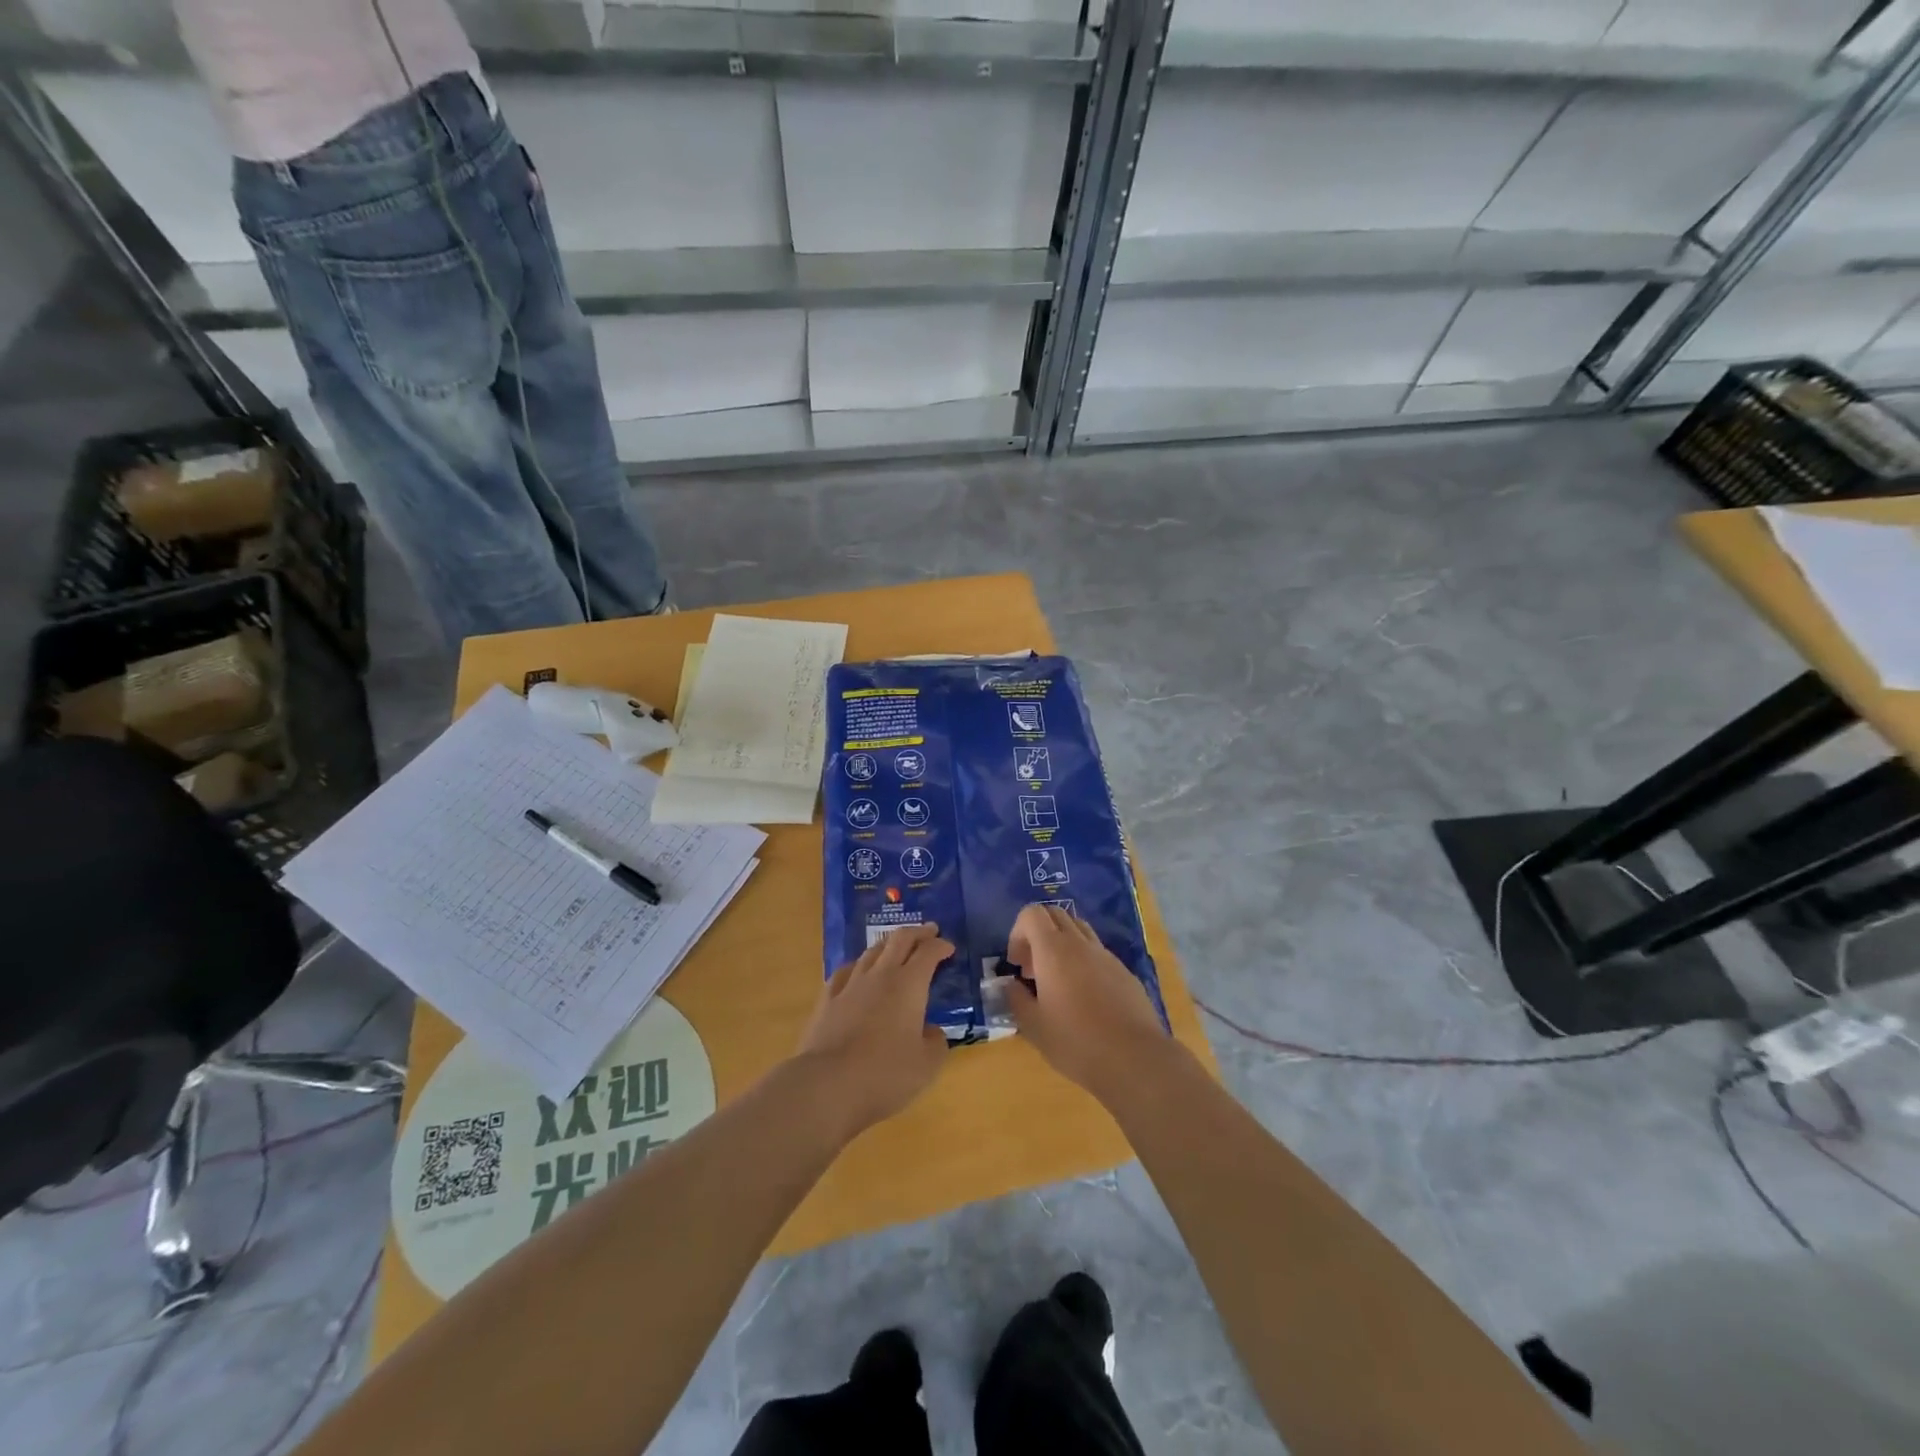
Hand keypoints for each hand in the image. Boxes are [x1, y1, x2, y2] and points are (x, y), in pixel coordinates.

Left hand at [797, 922, 953, 1137]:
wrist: (827, 1084)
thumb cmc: (885, 1074)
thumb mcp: (927, 1065)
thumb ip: (936, 1043)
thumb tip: (931, 1031)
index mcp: (909, 985)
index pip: (928, 953)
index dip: (940, 946)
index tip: (949, 947)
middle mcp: (881, 975)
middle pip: (899, 939)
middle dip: (917, 932)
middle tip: (929, 931)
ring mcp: (850, 984)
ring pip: (872, 951)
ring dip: (889, 944)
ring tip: (896, 947)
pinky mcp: (827, 999)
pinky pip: (846, 971)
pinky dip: (859, 965)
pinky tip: (858, 971)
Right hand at [1003, 904, 1169, 1102]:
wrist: (1134, 1058)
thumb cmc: (1076, 1042)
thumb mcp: (1033, 1027)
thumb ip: (1016, 999)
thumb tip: (1011, 985)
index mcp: (1053, 950)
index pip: (1032, 914)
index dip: (1018, 933)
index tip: (1017, 965)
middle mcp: (1080, 943)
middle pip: (1055, 915)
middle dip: (1038, 934)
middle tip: (1033, 970)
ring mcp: (1106, 955)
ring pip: (1079, 929)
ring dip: (1061, 944)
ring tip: (1058, 981)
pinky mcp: (1124, 971)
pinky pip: (1097, 952)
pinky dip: (1083, 961)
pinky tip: (1085, 997)